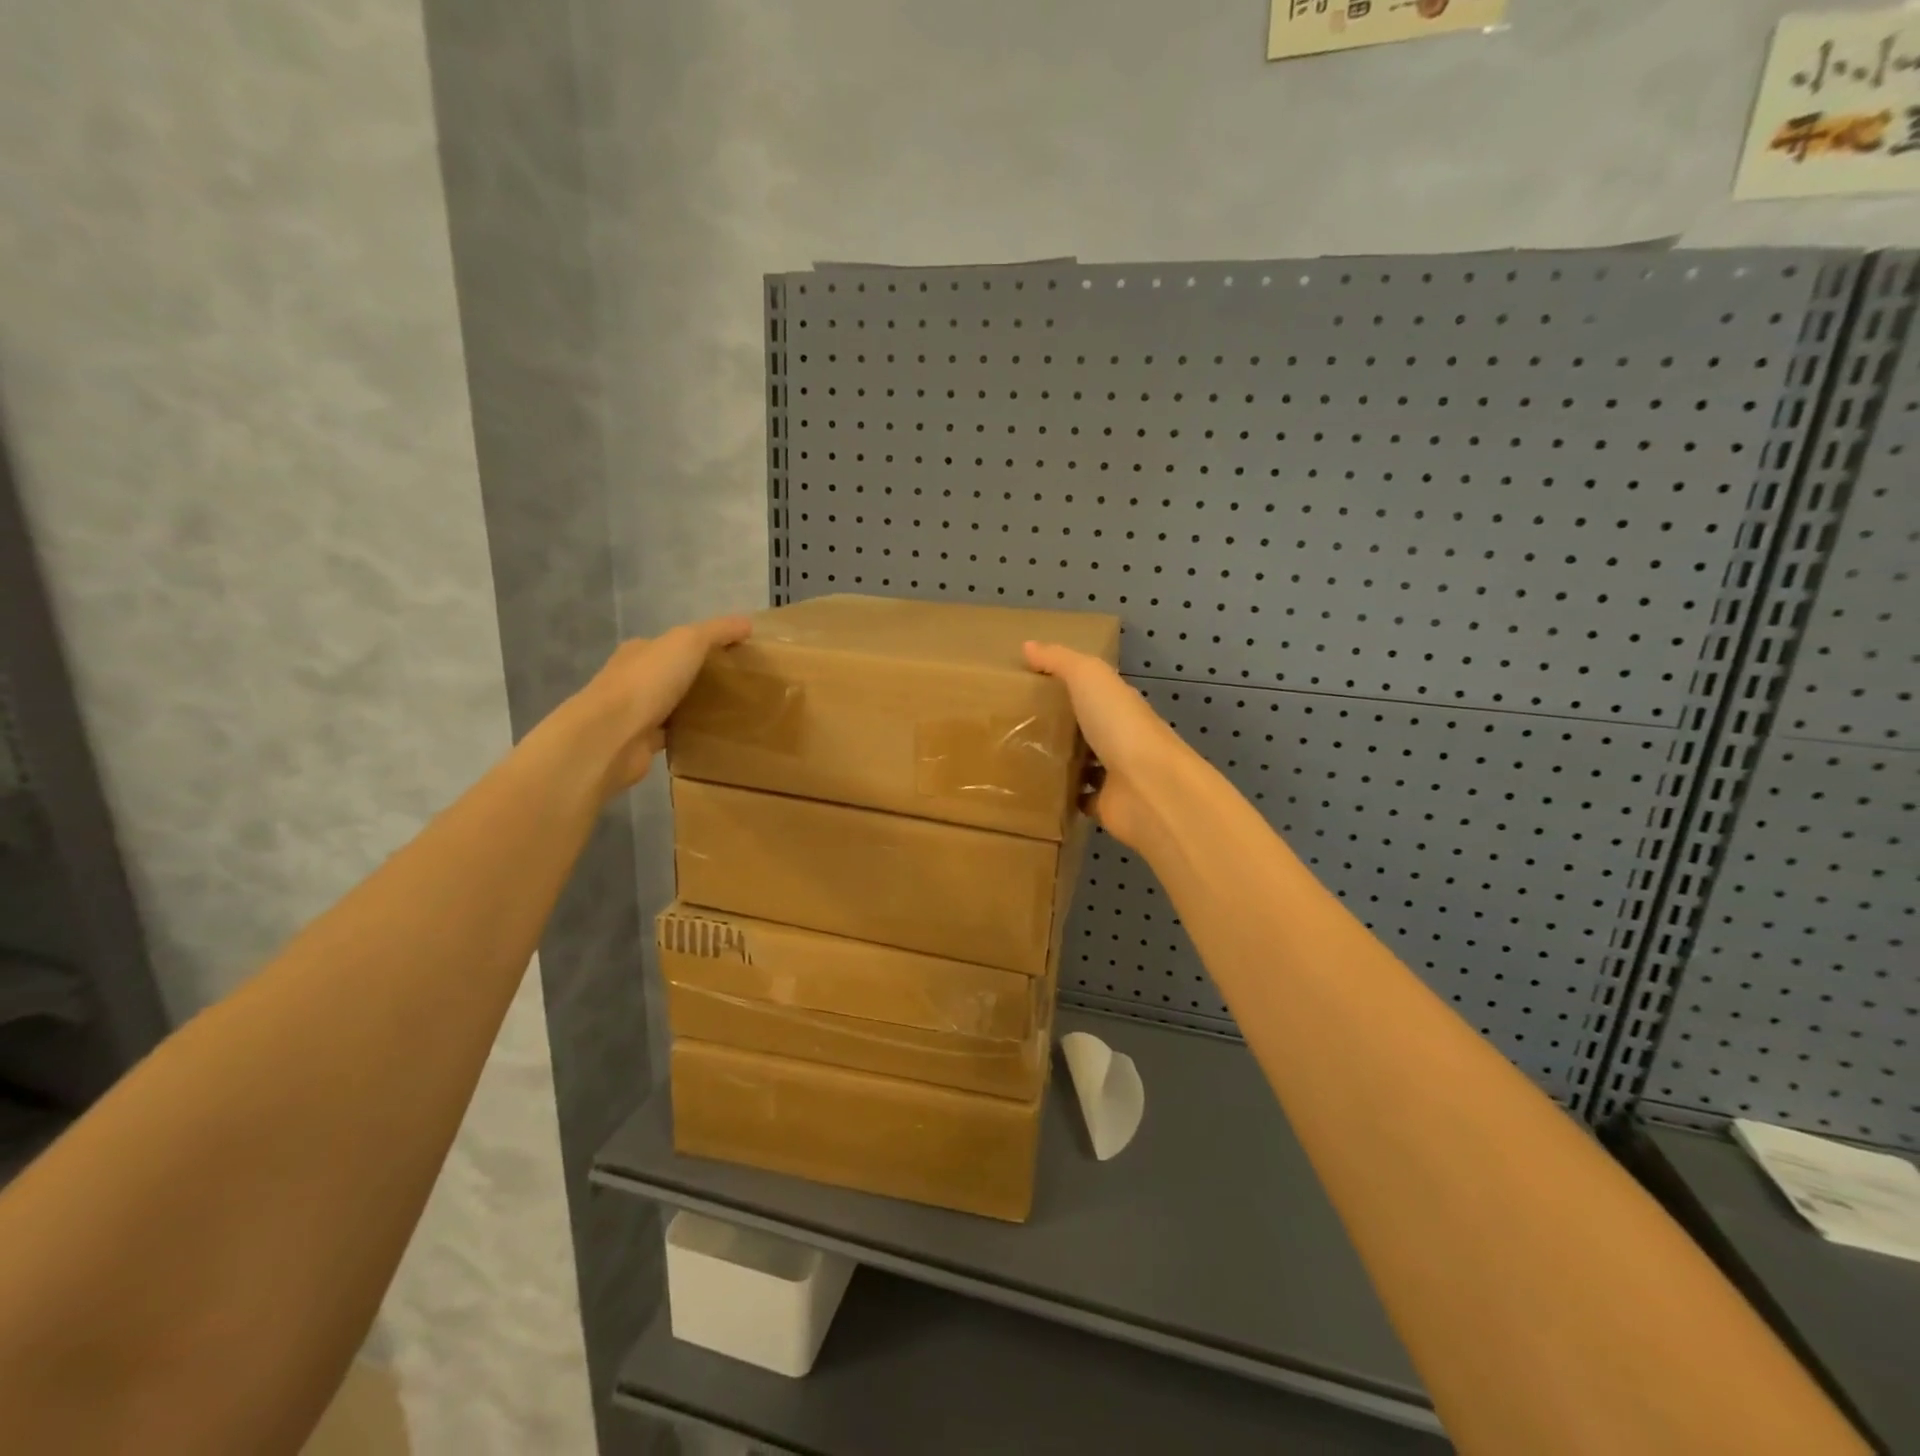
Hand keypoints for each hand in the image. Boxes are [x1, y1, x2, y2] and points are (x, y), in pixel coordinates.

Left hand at [577, 615, 752, 792]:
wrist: (612, 735)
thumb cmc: (648, 682)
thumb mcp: (688, 642)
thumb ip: (717, 631)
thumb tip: (747, 623)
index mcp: (640, 651)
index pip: (671, 643)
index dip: (699, 645)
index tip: (731, 655)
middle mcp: (633, 679)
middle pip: (671, 674)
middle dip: (698, 677)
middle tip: (736, 685)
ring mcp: (635, 713)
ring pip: (671, 705)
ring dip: (693, 707)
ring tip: (730, 711)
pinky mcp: (641, 742)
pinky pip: (671, 734)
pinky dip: (687, 734)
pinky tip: (711, 737)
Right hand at [1022, 641, 1190, 850]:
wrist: (1148, 788)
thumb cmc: (1120, 725)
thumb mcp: (1088, 678)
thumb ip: (1059, 661)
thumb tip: (1027, 645)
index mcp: (1118, 705)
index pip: (1093, 692)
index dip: (1066, 686)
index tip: (1029, 686)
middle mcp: (1119, 737)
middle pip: (1086, 728)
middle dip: (1059, 725)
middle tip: (1013, 724)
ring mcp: (1113, 774)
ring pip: (1082, 764)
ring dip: (1059, 762)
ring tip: (1016, 758)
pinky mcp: (1104, 806)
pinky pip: (1078, 798)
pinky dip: (1062, 796)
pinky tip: (1034, 792)